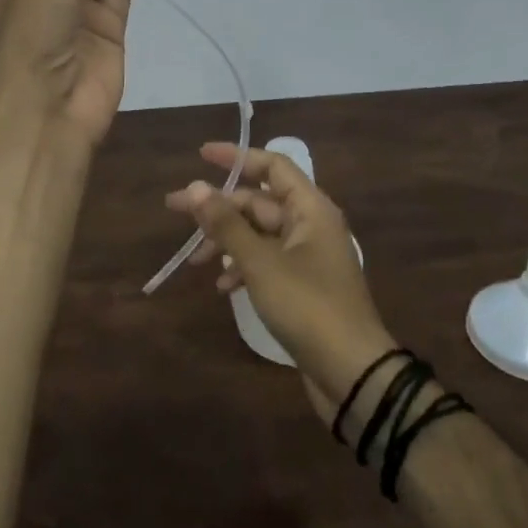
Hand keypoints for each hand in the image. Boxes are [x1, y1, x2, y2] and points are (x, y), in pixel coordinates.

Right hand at [165, 144, 397, 426]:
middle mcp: (311, 225)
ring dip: (227, 240)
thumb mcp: (260, 262)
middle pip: (259, 202)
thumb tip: (195, 187)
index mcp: (310, 209)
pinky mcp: (303, 286)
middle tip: (176, 209)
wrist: (352, 372)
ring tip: (196, 259)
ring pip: (259, 234)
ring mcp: (308, 257)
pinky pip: (266, 261)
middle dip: (219, 206)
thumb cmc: (307, 307)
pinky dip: (243, 267)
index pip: (272, 166)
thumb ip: (226, 224)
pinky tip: (223, 286)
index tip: (201, 155)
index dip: (237, 157)